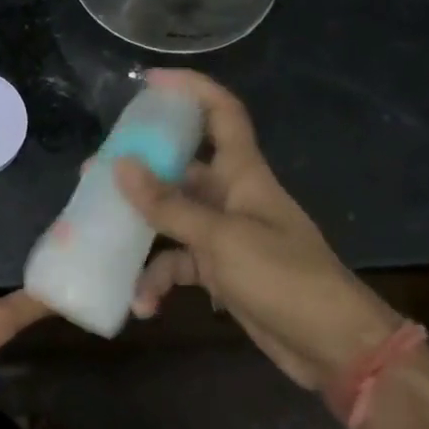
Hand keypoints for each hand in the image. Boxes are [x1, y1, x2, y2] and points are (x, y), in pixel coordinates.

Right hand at [112, 69, 400, 390]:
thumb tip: (120, 166)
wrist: (334, 346)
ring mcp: (225, 235)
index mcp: (243, 173)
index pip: (221, 113)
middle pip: (180, 168)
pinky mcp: (220, 271)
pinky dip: (159, 281)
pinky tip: (144, 304)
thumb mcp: (221, 238)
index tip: (149, 82)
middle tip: (94, 173)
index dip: (190, 89)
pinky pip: (179, 264)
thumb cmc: (284, 277)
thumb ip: (169, 205)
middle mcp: (231, 196)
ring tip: (103, 241)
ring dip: (141, 234)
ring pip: (171, 219)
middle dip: (139, 171)